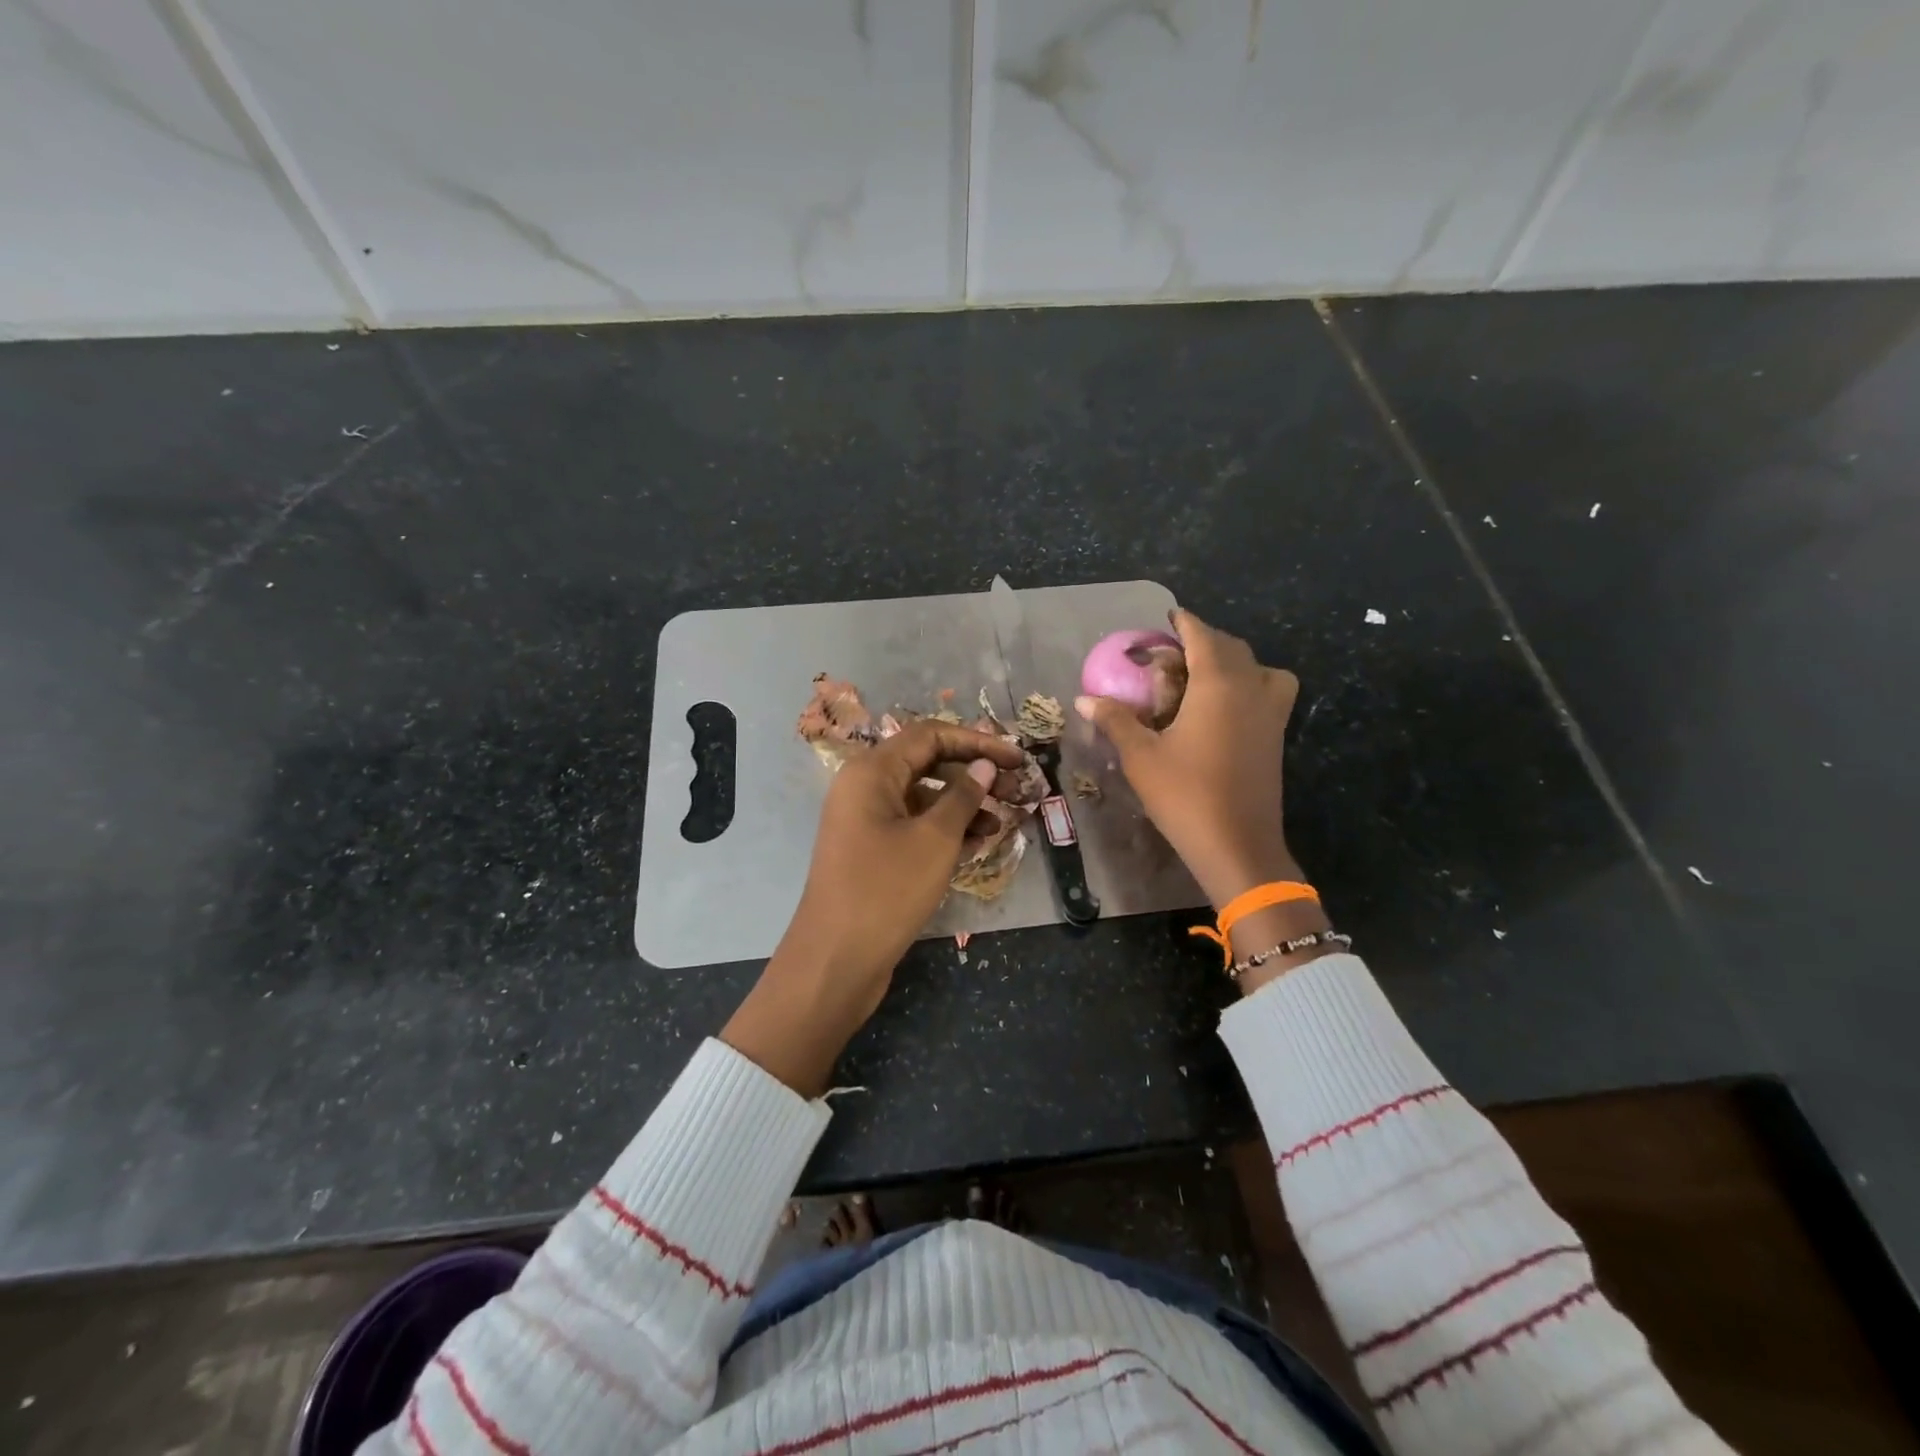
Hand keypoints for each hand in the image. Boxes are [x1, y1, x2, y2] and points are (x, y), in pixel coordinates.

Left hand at [722, 720, 1027, 1095]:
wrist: (836, 960)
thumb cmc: (887, 890)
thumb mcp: (935, 839)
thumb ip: (964, 796)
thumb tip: (984, 766)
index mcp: (872, 772)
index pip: (930, 735)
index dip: (977, 741)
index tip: (1017, 757)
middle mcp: (865, 788)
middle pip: (927, 763)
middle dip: (973, 773)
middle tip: (1016, 789)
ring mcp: (866, 821)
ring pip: (923, 797)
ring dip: (964, 804)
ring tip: (1002, 821)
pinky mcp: (872, 850)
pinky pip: (914, 825)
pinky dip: (945, 829)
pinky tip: (979, 842)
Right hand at [1078, 611, 1327, 991]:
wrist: (1237, 845)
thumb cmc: (1185, 795)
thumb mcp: (1141, 756)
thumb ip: (1115, 720)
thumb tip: (1083, 698)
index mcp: (1218, 685)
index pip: (1202, 636)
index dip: (1184, 623)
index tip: (1168, 617)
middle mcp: (1251, 689)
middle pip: (1232, 647)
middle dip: (1204, 641)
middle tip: (1173, 653)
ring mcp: (1271, 713)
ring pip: (1260, 667)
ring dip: (1234, 661)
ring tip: (1204, 677)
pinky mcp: (1277, 736)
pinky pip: (1271, 691)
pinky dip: (1252, 684)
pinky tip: (1224, 709)